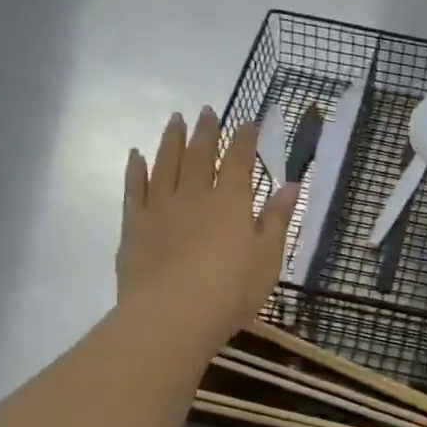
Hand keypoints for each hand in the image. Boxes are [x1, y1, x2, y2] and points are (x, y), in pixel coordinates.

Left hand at [117, 108, 297, 355]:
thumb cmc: (230, 292)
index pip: (239, 160)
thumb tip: (291, 185)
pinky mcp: (134, 225)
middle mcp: (195, 194)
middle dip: (206, 130)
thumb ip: (278, 220)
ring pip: (166, 163)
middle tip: (207, 110)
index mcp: (231, 202)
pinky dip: (136, 168)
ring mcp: (160, 207)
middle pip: (200, 154)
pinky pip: (134, 188)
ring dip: (172, 139)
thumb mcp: (268, 259)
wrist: (171, 316)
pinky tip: (136, 155)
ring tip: (175, 119)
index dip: (245, 139)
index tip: (249, 121)